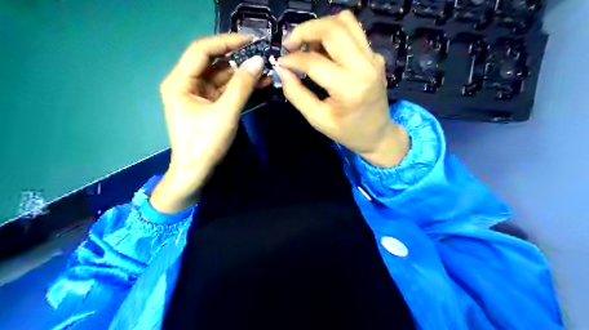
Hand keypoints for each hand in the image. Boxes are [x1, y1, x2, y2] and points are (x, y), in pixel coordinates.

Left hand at [150, 33, 264, 213]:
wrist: (196, 172)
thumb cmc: (205, 144)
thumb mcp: (225, 113)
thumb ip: (242, 86)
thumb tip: (258, 60)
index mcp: (180, 82)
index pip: (201, 51)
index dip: (226, 42)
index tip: (251, 40)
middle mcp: (186, 83)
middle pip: (212, 62)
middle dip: (237, 58)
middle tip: (261, 54)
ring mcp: (197, 94)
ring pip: (221, 76)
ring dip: (242, 73)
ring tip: (265, 68)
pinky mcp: (208, 104)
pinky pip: (224, 90)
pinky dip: (240, 87)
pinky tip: (258, 82)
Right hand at [277, 12, 410, 168]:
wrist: (378, 134)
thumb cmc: (346, 131)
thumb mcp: (317, 119)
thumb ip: (296, 94)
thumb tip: (282, 70)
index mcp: (348, 88)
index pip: (315, 61)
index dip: (293, 59)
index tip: (281, 62)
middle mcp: (364, 66)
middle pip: (332, 29)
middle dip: (305, 30)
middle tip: (290, 44)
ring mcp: (373, 58)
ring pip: (345, 22)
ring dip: (320, 27)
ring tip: (308, 45)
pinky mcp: (375, 56)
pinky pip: (353, 32)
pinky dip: (334, 34)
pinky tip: (324, 51)